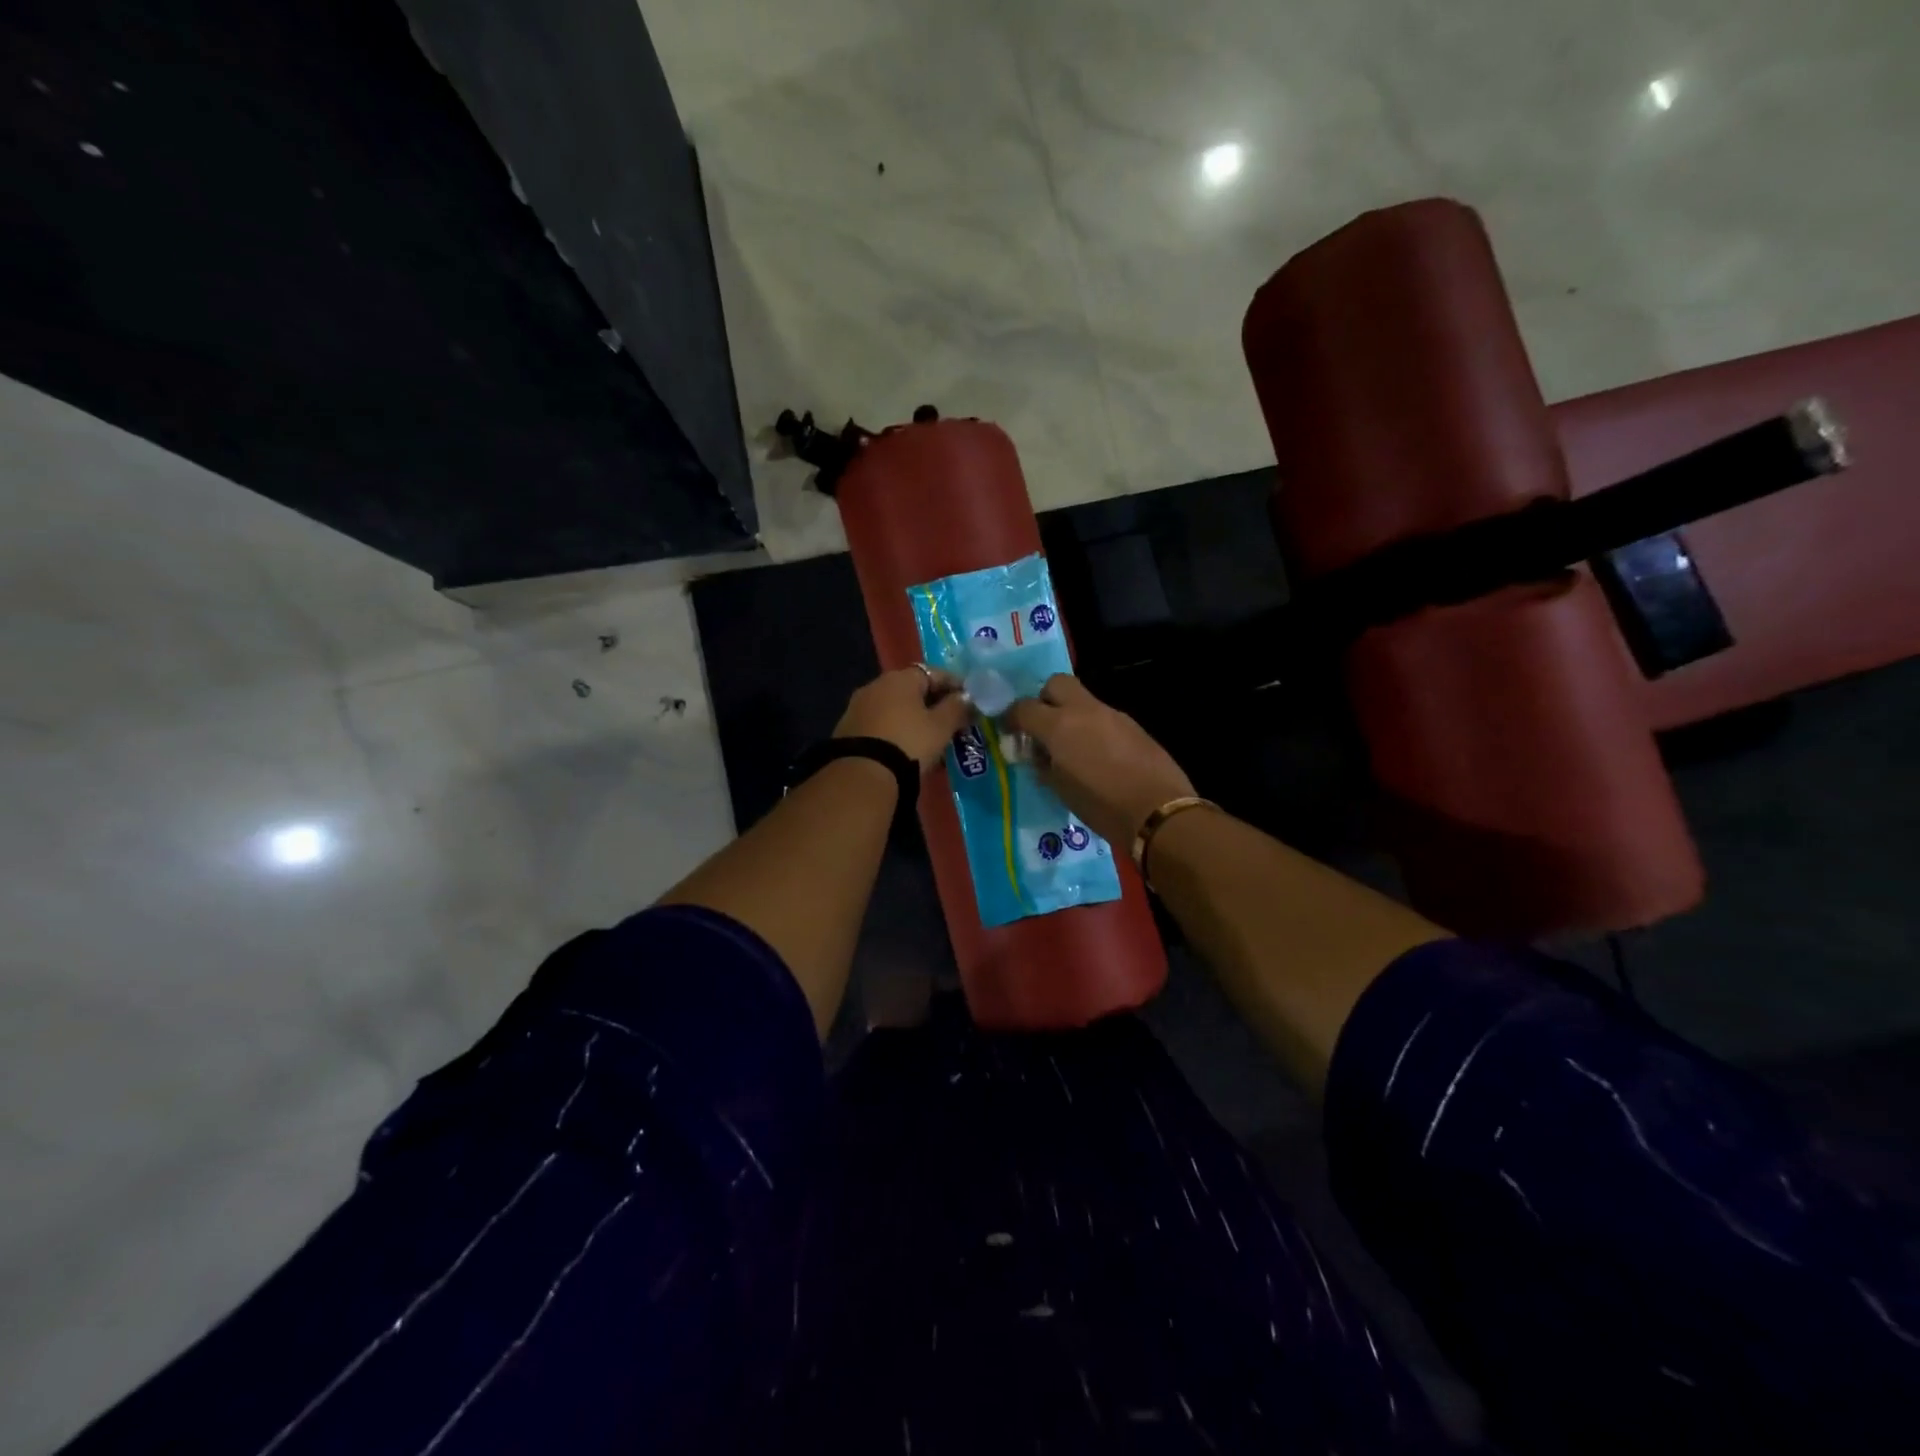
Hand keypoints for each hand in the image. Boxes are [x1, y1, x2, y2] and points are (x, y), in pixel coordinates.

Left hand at [834, 666, 971, 772]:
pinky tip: (906, 749)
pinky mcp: (847, 729)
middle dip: (934, 704)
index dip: (955, 685)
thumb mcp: (941, 727)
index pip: (934, 673)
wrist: (862, 774)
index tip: (970, 701)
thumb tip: (967, 698)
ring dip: (914, 719)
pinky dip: (896, 731)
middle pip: (913, 690)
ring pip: (895, 708)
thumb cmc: (909, 743)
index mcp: (900, 678)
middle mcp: (876, 685)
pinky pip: (881, 724)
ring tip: (930, 740)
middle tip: (951, 722)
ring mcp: (858, 706)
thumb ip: (957, 708)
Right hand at [1003, 675, 1195, 848]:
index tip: (1009, 730)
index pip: (1024, 707)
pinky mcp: (1133, 726)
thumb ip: (1044, 765)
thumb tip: (1039, 754)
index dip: (1012, 717)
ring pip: (1083, 700)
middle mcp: (1084, 711)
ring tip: (1071, 747)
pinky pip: (1104, 717)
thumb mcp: (1060, 790)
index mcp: (1059, 726)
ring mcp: (1112, 715)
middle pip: (1057, 684)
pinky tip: (1098, 755)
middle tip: (1042, 726)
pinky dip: (1093, 728)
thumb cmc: (1101, 806)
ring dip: (1071, 715)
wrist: (1158, 811)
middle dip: (1044, 699)